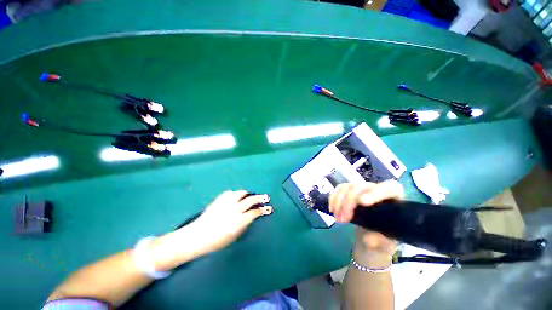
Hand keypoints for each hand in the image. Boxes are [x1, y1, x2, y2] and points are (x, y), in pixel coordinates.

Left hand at [191, 190, 272, 253]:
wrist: (197, 236)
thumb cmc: (216, 241)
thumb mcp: (234, 236)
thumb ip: (245, 224)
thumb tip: (253, 215)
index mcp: (238, 222)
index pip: (254, 212)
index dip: (263, 210)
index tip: (268, 208)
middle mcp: (234, 210)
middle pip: (250, 200)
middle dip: (260, 198)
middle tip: (265, 197)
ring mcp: (226, 203)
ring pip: (241, 193)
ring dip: (248, 194)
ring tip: (250, 196)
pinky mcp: (219, 199)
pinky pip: (230, 193)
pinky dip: (235, 194)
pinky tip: (235, 198)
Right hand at [329, 181, 403, 257]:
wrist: (370, 237)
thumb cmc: (382, 239)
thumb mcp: (385, 244)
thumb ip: (380, 242)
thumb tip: (369, 239)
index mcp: (393, 199)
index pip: (389, 188)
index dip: (376, 192)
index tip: (362, 202)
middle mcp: (377, 189)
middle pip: (360, 187)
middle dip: (348, 203)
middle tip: (343, 220)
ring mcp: (361, 188)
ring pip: (347, 187)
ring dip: (339, 202)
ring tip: (337, 218)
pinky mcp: (349, 190)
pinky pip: (339, 189)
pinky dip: (333, 198)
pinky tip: (332, 209)